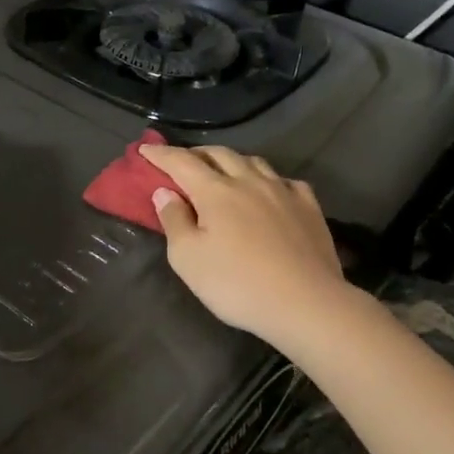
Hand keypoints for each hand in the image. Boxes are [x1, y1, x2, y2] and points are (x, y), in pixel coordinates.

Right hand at [139, 143, 345, 347]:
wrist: (306, 303)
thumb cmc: (237, 284)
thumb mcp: (188, 259)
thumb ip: (174, 221)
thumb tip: (165, 192)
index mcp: (215, 191)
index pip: (181, 162)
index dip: (161, 154)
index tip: (144, 150)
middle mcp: (249, 181)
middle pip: (219, 154)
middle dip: (196, 153)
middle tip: (182, 161)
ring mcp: (283, 192)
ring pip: (254, 162)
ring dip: (232, 161)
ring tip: (223, 171)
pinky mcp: (309, 207)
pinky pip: (285, 181)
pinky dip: (269, 180)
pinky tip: (269, 191)